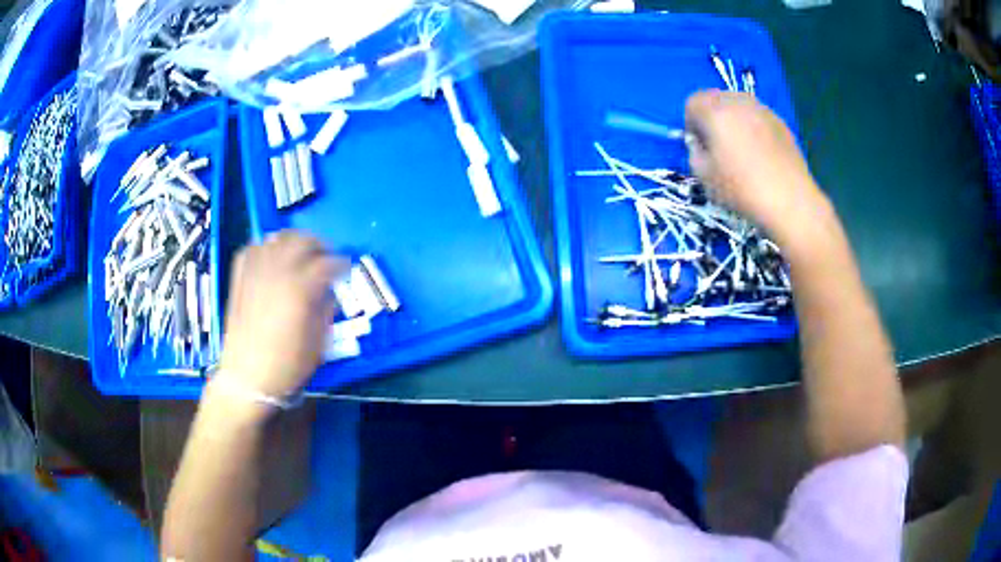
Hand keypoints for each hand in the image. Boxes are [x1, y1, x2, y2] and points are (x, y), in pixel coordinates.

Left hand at [215, 231, 343, 399]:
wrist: (247, 379)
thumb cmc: (286, 366)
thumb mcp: (318, 344)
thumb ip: (325, 311)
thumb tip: (329, 293)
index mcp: (300, 290)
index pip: (327, 263)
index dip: (341, 264)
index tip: (347, 269)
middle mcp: (277, 273)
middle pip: (301, 241)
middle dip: (319, 245)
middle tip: (326, 257)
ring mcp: (255, 273)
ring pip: (275, 239)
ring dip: (292, 241)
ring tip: (300, 253)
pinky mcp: (239, 279)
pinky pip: (251, 249)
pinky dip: (264, 247)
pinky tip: (270, 257)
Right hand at [684, 90, 827, 242]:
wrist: (789, 200)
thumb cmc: (742, 189)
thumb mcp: (704, 177)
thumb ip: (694, 153)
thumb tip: (700, 144)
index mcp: (715, 112)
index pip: (691, 102)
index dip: (691, 123)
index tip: (700, 146)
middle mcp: (737, 102)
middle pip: (714, 97)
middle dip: (711, 117)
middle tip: (718, 145)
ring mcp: (761, 109)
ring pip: (737, 104)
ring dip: (732, 119)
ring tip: (741, 148)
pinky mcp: (779, 121)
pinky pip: (757, 115)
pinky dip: (752, 126)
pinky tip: (761, 153)